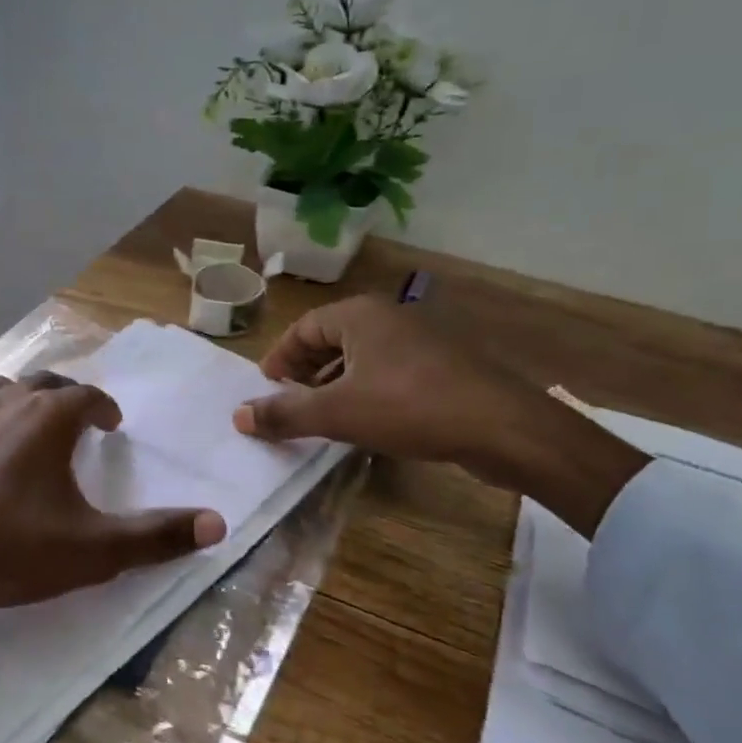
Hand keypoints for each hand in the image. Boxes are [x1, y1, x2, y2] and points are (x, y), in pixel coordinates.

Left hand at [0, 373, 226, 661]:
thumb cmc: (9, 552)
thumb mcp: (92, 550)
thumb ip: (157, 536)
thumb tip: (218, 523)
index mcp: (45, 419)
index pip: (85, 396)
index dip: (103, 408)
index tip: (110, 425)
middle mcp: (0, 403)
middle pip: (40, 383)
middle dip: (63, 398)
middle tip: (72, 422)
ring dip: (15, 404)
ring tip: (22, 429)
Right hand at [233, 297, 648, 536]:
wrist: (503, 427)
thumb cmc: (410, 408)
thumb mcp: (338, 413)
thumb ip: (285, 414)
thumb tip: (238, 416)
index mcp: (360, 315)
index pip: (303, 328)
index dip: (279, 358)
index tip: (265, 389)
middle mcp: (389, 317)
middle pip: (332, 339)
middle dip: (305, 371)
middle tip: (289, 402)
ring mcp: (421, 340)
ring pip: (362, 357)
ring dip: (335, 384)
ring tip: (322, 417)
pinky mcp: (444, 366)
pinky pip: (390, 372)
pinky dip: (367, 391)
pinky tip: (367, 422)